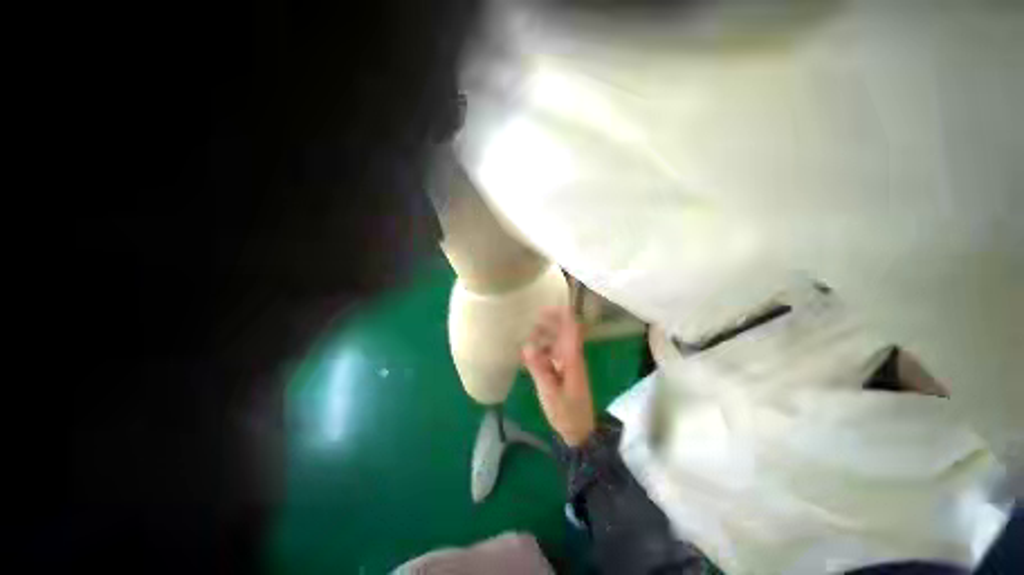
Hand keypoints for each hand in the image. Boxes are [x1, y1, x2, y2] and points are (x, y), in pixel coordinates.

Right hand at [522, 307, 594, 446]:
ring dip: (545, 337)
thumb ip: (539, 368)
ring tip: (525, 334)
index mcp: (573, 360)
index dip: (561, 315)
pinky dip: (543, 352)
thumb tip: (527, 345)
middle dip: (550, 322)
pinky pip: (555, 357)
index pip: (572, 329)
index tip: (544, 306)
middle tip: (529, 318)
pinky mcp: (566, 376)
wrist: (580, 431)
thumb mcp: (549, 392)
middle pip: (565, 333)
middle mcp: (573, 359)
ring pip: (559, 344)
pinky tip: (528, 356)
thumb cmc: (566, 412)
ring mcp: (570, 367)